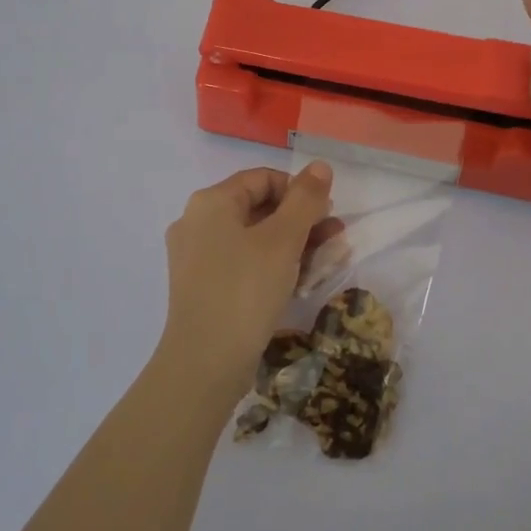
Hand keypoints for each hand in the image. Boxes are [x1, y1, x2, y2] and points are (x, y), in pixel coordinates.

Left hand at [160, 163, 341, 401]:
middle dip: (300, 220)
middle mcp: (197, 223)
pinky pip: (242, 264)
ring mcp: (196, 258)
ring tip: (325, 261)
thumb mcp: (283, 240)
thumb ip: (305, 199)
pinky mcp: (201, 288)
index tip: (327, 213)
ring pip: (252, 239)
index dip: (299, 190)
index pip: (263, 178)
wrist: (204, 364)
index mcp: (211, 202)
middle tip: (334, 237)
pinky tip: (299, 283)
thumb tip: (320, 166)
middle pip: (258, 208)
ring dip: (291, 245)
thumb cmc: (245, 290)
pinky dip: (271, 266)